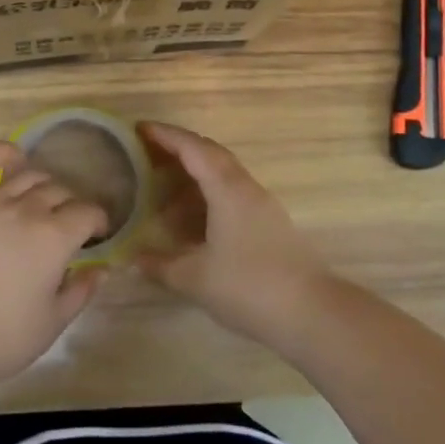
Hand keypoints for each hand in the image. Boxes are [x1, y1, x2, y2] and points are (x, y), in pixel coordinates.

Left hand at [0, 141, 110, 392]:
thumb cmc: (3, 337)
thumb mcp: (53, 322)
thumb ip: (81, 291)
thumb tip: (101, 269)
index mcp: (54, 237)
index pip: (88, 213)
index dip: (98, 222)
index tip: (97, 235)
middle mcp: (26, 210)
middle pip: (60, 192)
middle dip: (72, 206)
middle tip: (69, 227)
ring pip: (28, 176)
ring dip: (44, 186)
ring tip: (43, 203)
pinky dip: (1, 154)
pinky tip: (13, 157)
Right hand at [136, 122, 335, 348]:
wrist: (312, 314)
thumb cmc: (248, 287)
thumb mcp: (195, 279)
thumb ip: (160, 266)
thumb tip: (132, 259)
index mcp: (227, 188)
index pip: (192, 148)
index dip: (165, 135)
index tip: (139, 129)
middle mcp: (245, 188)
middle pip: (210, 154)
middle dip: (178, 150)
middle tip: (146, 156)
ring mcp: (262, 206)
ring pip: (223, 176)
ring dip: (193, 178)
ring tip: (163, 196)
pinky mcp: (270, 224)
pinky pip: (232, 196)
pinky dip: (207, 198)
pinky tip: (192, 224)